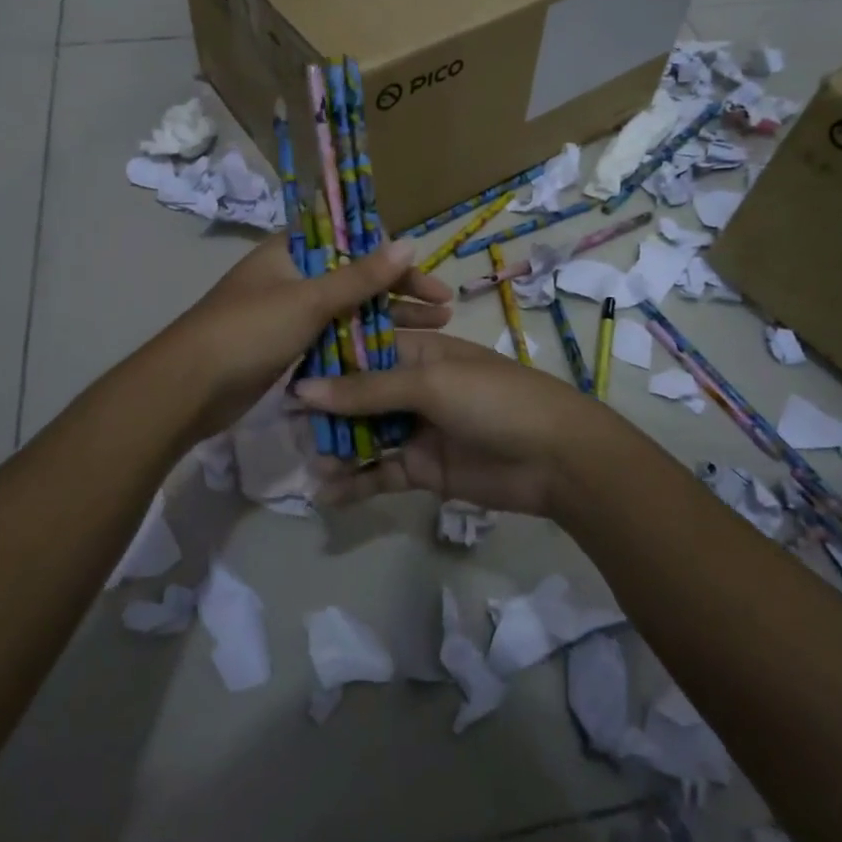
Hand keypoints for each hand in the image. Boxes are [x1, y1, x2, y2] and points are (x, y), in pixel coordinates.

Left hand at [163, 234, 452, 441]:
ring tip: (435, 331)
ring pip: (348, 311)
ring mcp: (288, 314)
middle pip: (356, 278)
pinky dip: (362, 344)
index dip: (393, 258)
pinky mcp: (286, 347)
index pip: (353, 243)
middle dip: (399, 292)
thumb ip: (360, 276)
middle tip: (444, 310)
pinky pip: (333, 338)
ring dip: (387, 319)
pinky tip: (395, 356)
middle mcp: (292, 276)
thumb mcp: (309, 300)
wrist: (188, 389)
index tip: (427, 277)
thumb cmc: (249, 331)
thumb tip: (409, 241)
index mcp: (291, 251)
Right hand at [295, 330, 646, 516]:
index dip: (326, 359)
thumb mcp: (429, 383)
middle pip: (358, 394)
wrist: (557, 458)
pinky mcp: (423, 469)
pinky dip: (355, 481)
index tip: (284, 370)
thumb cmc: (494, 399)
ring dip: (337, 446)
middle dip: (325, 409)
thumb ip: (366, 389)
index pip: (362, 348)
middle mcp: (413, 386)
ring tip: (307, 461)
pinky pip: (380, 472)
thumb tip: (302, 390)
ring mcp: (417, 428)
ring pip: (365, 434)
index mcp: (418, 352)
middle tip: (285, 425)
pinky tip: (326, 493)